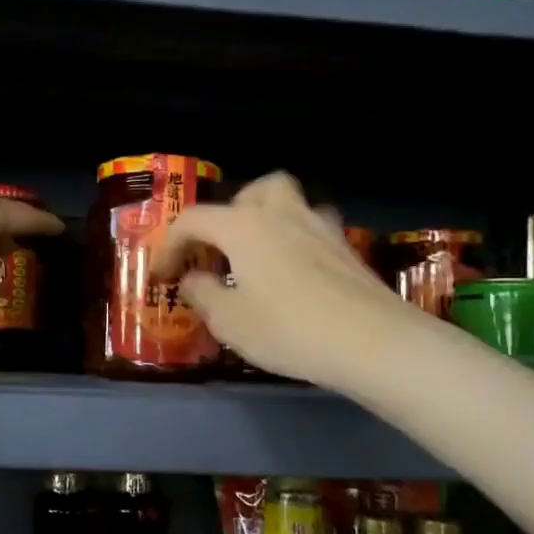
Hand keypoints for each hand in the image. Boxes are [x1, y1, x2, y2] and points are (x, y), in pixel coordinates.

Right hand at [153, 171, 417, 389]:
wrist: (372, 341)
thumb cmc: (288, 328)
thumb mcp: (229, 321)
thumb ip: (203, 294)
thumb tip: (193, 279)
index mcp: (242, 226)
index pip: (193, 220)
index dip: (170, 246)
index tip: (162, 275)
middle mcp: (280, 213)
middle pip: (251, 192)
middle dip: (228, 215)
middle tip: (220, 250)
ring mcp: (318, 226)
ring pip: (288, 202)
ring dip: (267, 219)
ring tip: (259, 256)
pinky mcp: (346, 246)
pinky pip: (312, 228)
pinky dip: (296, 240)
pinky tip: (296, 273)